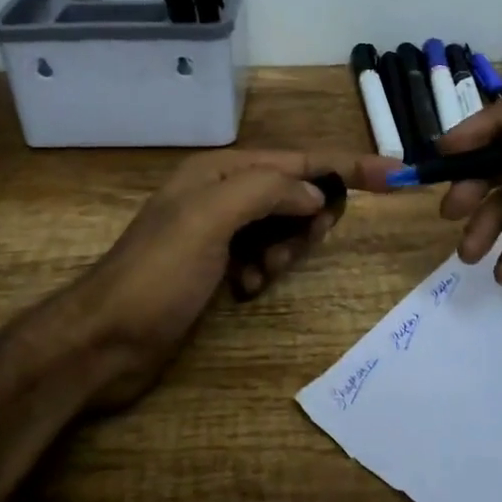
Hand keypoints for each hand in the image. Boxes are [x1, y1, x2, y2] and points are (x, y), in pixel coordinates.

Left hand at [77, 148, 398, 408]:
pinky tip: (246, 289)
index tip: (396, 174)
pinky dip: (266, 269)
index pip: (300, 160)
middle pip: (296, 192)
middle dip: (308, 218)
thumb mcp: (209, 218)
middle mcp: (223, 192)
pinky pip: (265, 255)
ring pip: (284, 226)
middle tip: (299, 245)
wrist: (104, 341)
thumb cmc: (156, 274)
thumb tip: (316, 194)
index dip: (348, 165)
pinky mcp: (218, 264)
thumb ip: (267, 191)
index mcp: (221, 170)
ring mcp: (220, 230)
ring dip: (286, 249)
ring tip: (260, 274)